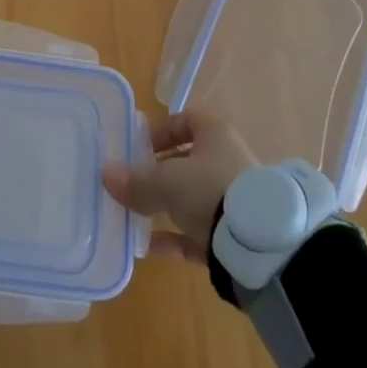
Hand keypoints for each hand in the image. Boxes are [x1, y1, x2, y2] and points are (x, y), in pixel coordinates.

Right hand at [101, 111, 255, 262]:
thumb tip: (106, 175)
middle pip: (187, 162)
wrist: (260, 246)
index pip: (187, 120)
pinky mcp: (233, 236)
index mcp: (215, 135)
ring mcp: (232, 200)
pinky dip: (174, 238)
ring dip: (164, 207)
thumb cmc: (210, 190)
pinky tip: (148, 247)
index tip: (138, 148)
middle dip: (158, 174)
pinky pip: (197, 232)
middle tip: (131, 184)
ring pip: (191, 198)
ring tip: (134, 216)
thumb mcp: (167, 182)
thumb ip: (137, 182)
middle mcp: (226, 162)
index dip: (161, 131)